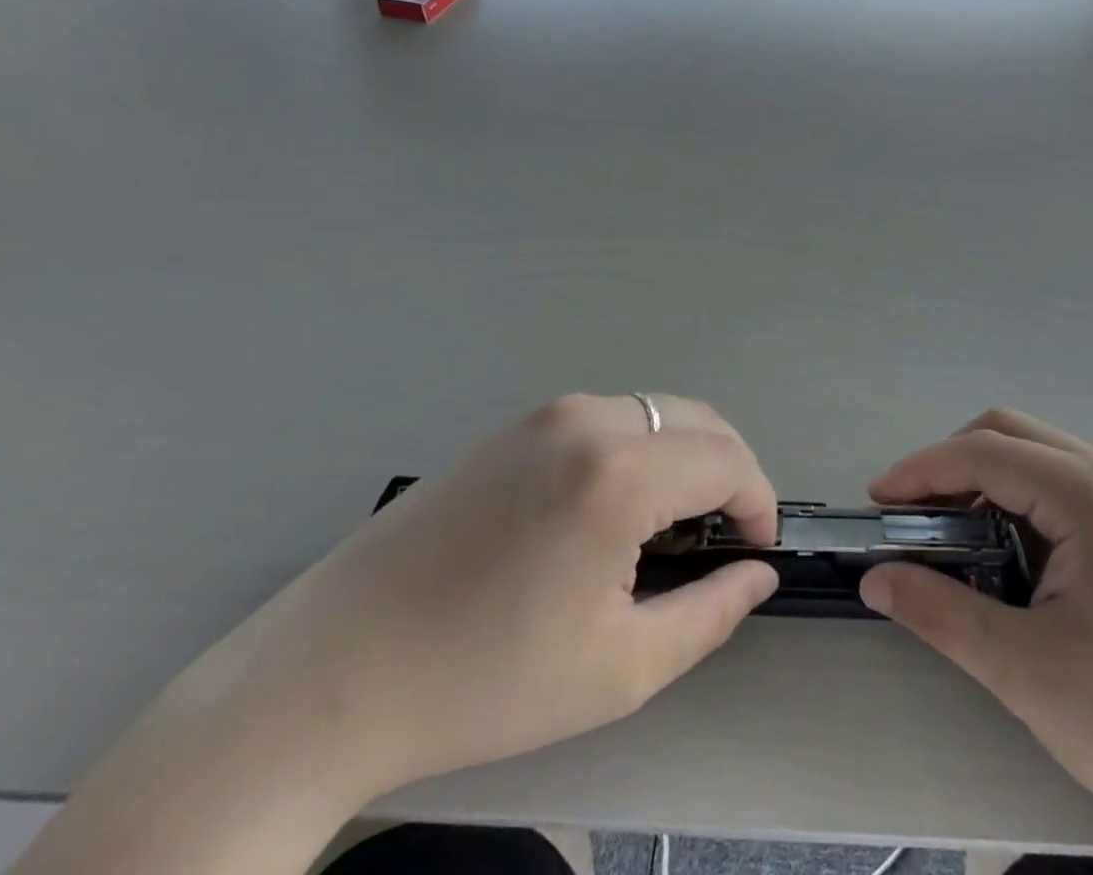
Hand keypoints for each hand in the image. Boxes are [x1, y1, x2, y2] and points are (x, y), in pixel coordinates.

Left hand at [254, 393, 780, 799]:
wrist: (333, 671)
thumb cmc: (486, 680)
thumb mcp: (619, 668)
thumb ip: (710, 612)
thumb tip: (759, 574)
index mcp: (617, 472)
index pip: (727, 460)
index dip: (758, 501)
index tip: (757, 549)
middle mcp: (587, 419)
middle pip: (696, 419)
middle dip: (728, 470)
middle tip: (723, 536)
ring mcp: (545, 414)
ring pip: (652, 412)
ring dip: (683, 456)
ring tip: (670, 527)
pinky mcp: (513, 426)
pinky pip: (606, 419)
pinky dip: (639, 448)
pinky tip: (612, 509)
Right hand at [859, 410, 1092, 874]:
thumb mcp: (1026, 671)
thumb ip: (940, 613)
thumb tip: (876, 578)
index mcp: (1091, 495)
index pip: (984, 453)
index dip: (921, 470)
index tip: (877, 502)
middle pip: (1010, 435)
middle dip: (950, 465)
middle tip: (911, 516)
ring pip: (1037, 458)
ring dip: (984, 482)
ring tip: (951, 538)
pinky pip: (1063, 488)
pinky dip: (1018, 503)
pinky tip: (1008, 557)